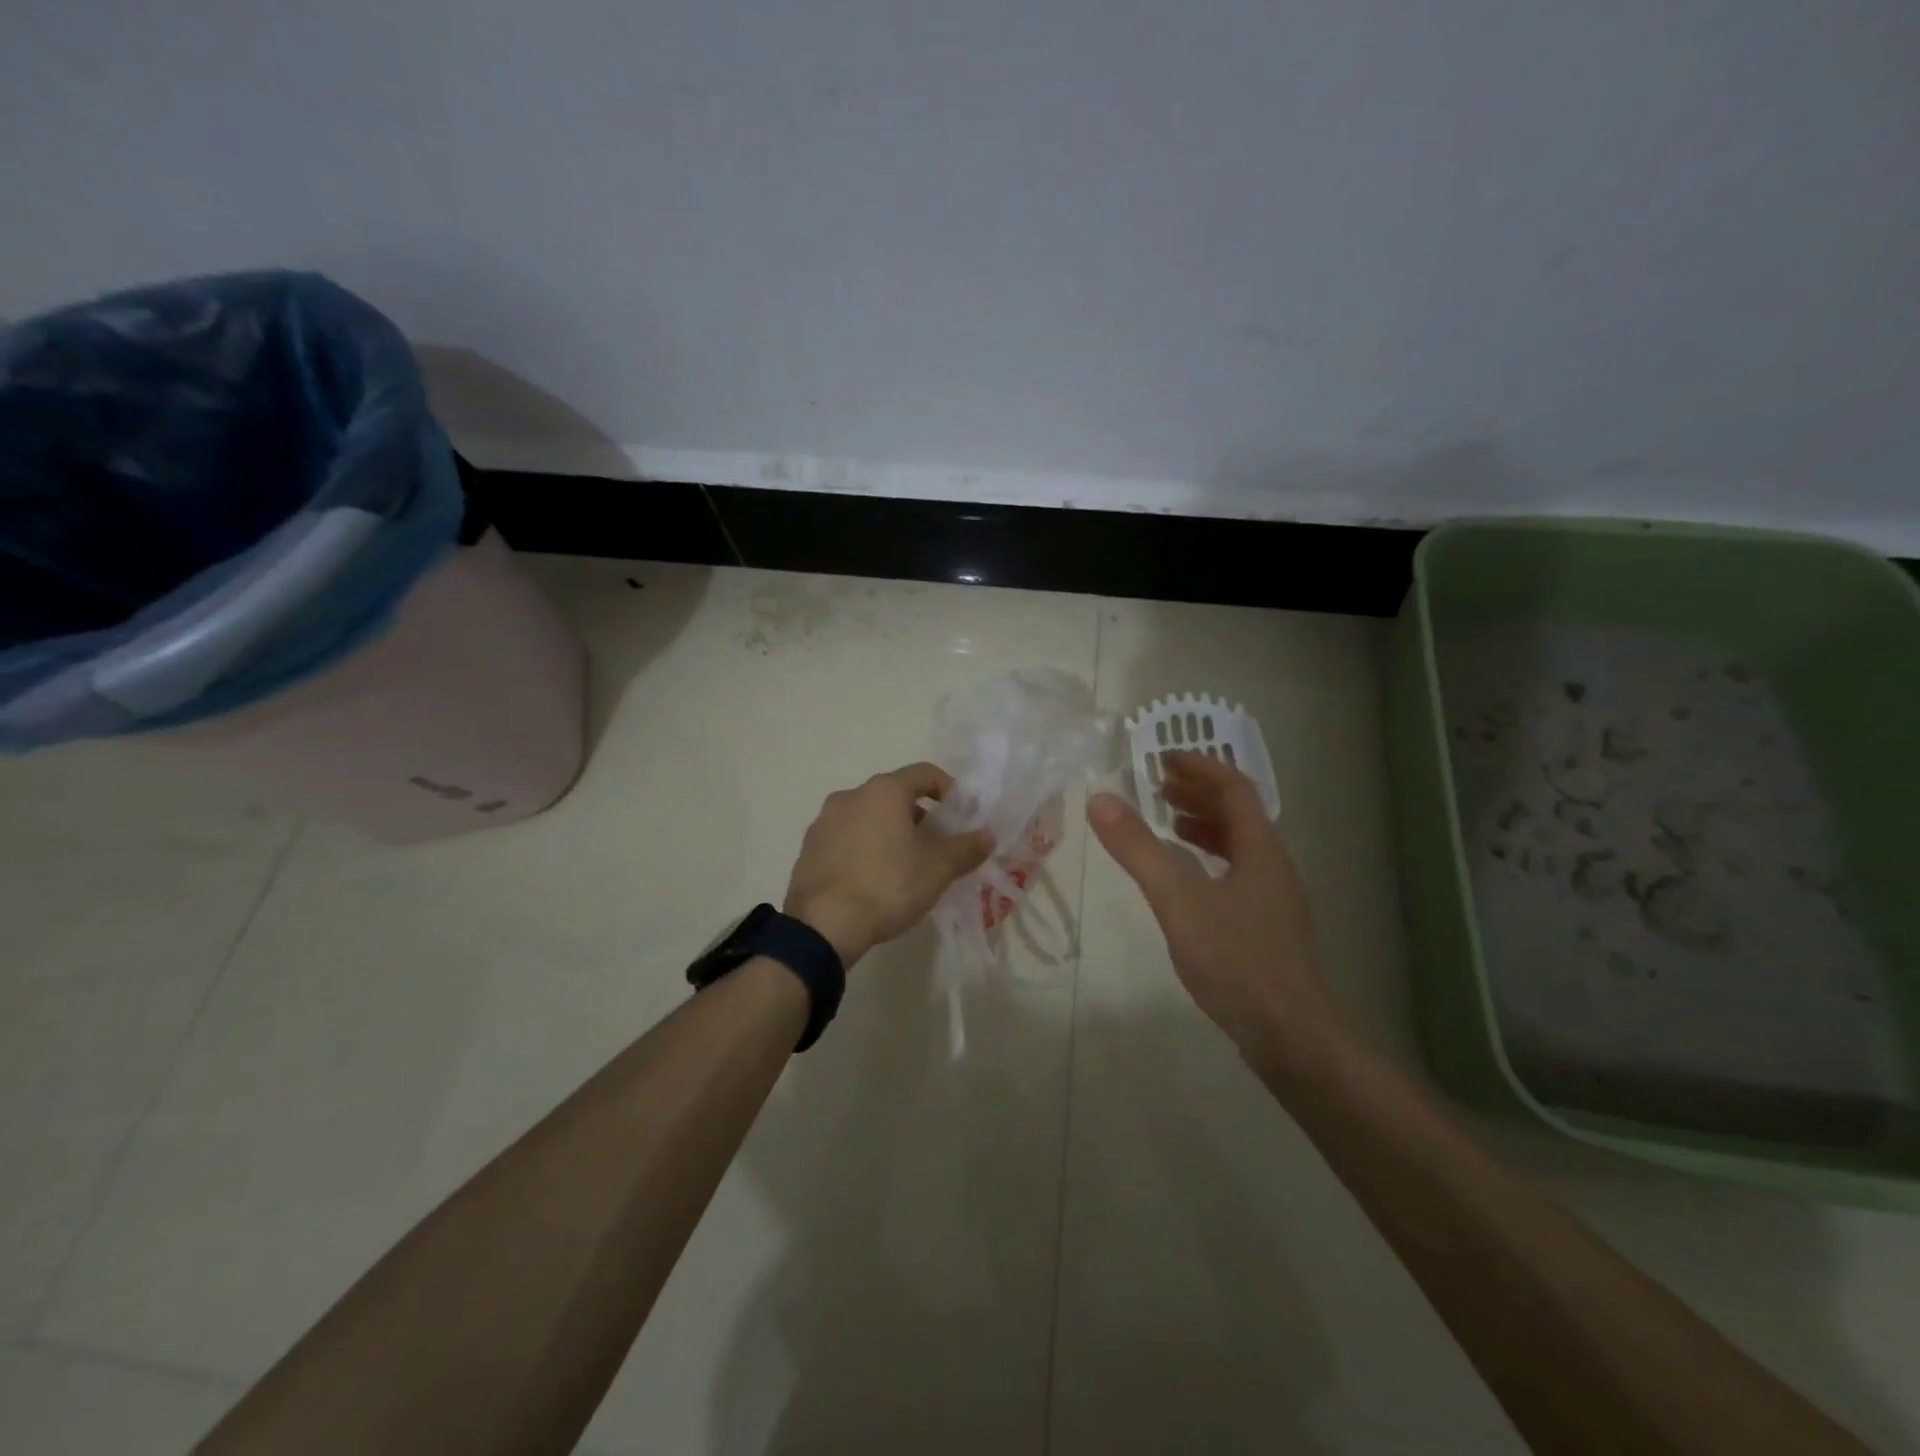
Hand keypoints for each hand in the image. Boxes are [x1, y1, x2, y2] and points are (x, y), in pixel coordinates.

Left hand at [784, 762, 994, 966]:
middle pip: (894, 795)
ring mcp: (824, 821)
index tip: (960, 814)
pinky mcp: (808, 848)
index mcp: (883, 791)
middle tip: (934, 846)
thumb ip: (966, 848)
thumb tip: (987, 836)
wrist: (823, 925)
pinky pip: (845, 838)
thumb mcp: (937, 869)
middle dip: (918, 816)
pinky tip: (871, 879)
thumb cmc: (887, 886)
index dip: (947, 789)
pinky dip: (863, 848)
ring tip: (903, 866)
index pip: (924, 773)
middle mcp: (850, 795)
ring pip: (867, 816)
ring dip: (889, 832)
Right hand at [1088, 750, 1343, 1076]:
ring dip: (1205, 826)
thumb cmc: (1235, 959)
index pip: (1235, 789)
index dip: (1201, 768)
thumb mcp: (1177, 899)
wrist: (1290, 1035)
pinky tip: (1188, 880)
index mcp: (1260, 849)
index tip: (1164, 759)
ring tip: (1169, 823)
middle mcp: (1273, 866)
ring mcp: (1274, 899)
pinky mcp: (1267, 927)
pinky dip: (1209, 860)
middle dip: (1199, 793)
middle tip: (1159, 786)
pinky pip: (1237, 873)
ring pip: (1240, 845)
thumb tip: (1099, 798)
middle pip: (1240, 814)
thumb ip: (1138, 849)